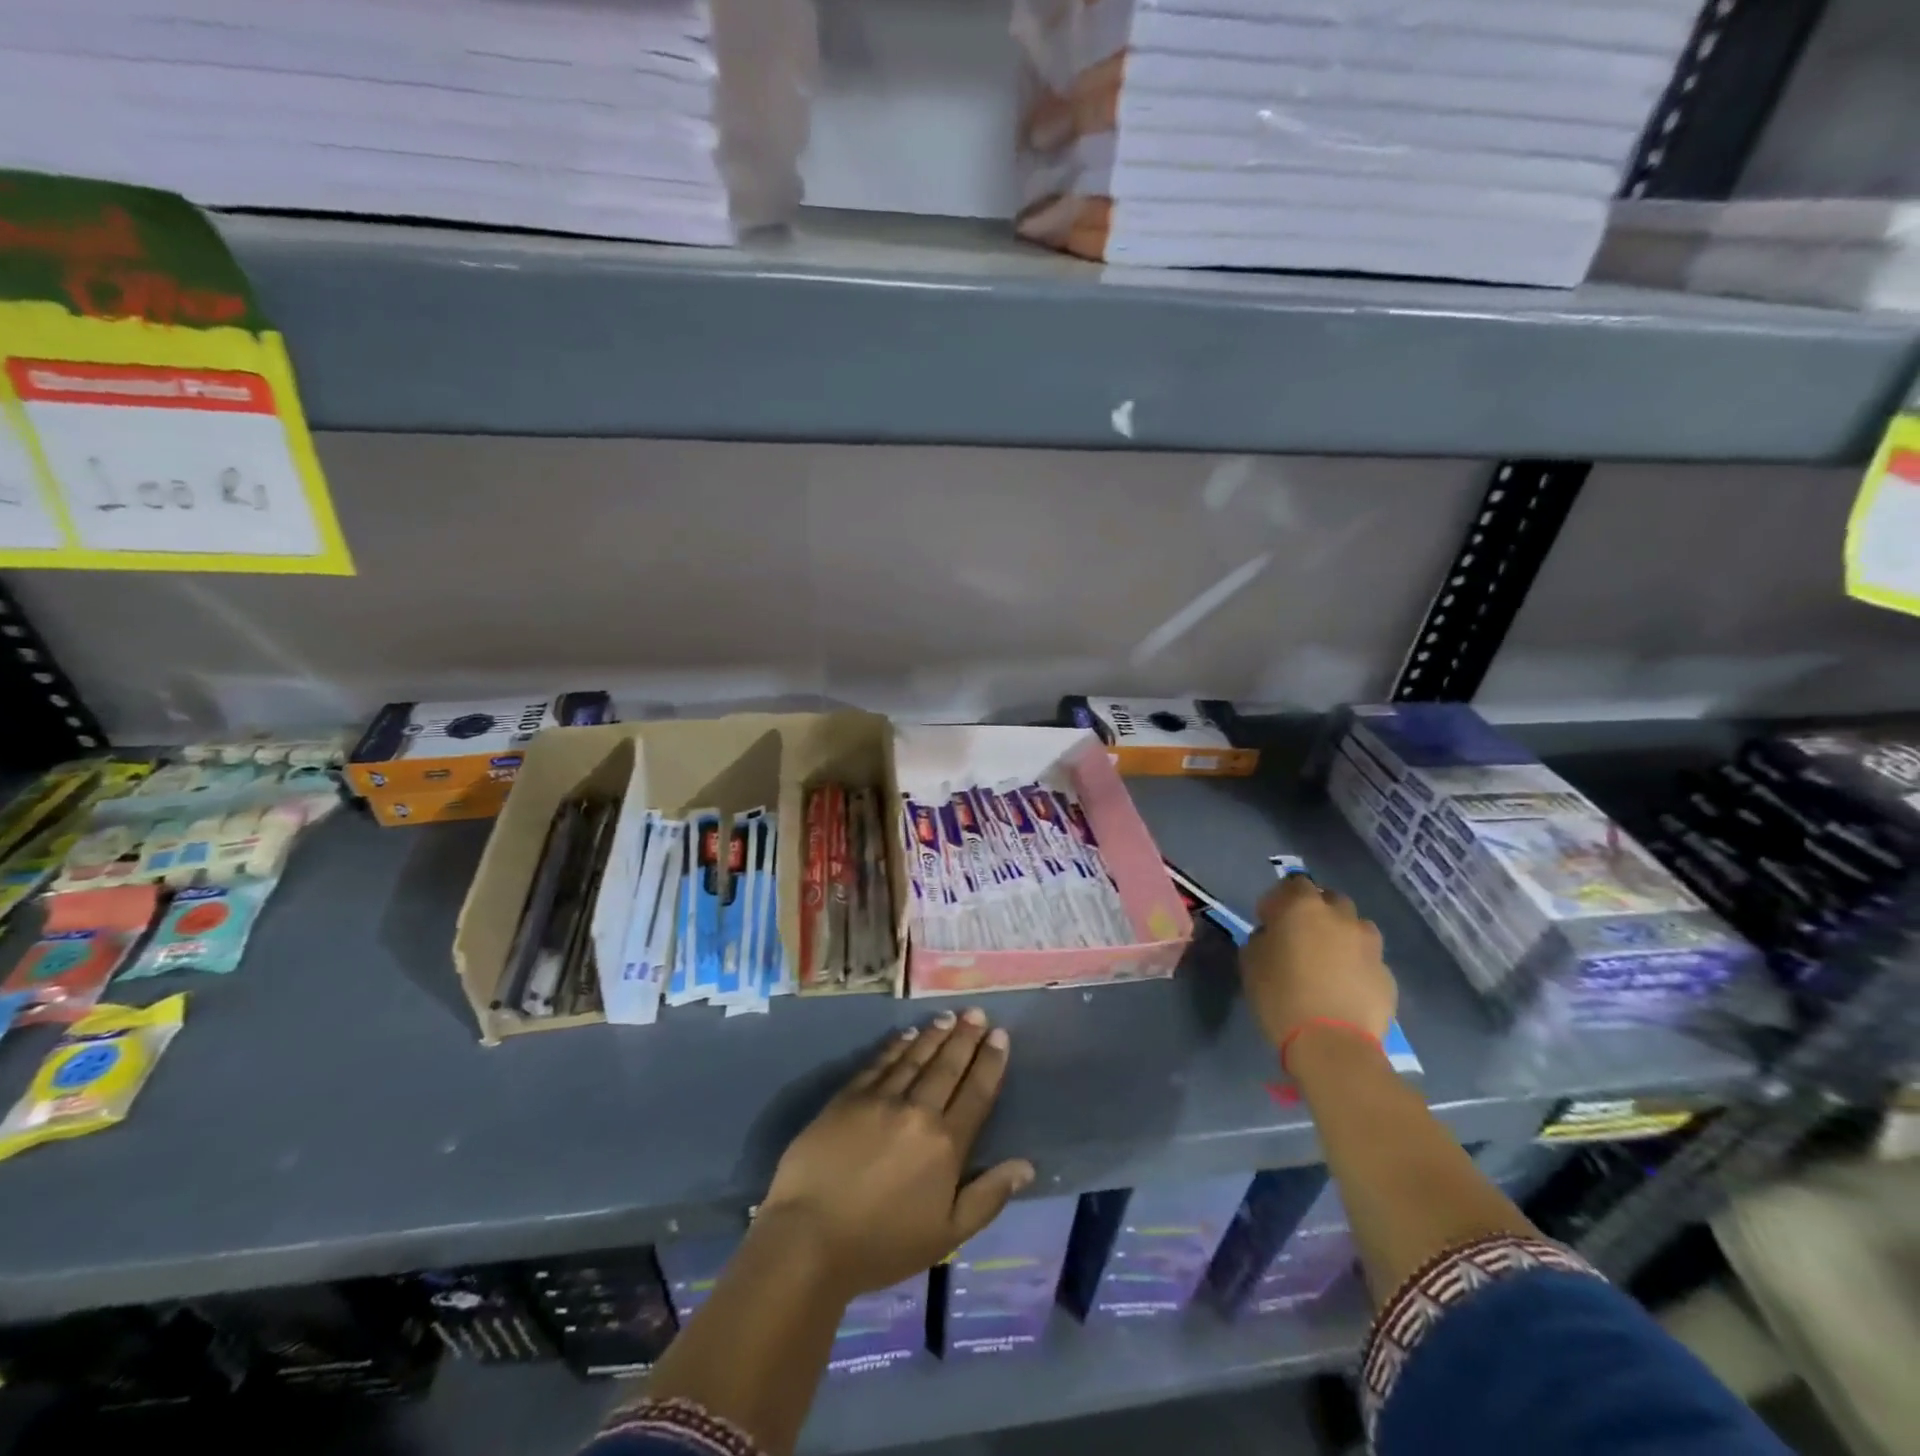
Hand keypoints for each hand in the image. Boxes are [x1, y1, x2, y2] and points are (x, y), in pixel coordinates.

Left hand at [758, 1008, 1033, 1297]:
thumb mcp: (947, 1235)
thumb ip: (988, 1196)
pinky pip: (879, 1063)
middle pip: (947, 1066)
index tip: (1000, 1035)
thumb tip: (1026, 1165)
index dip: (990, 1062)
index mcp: (946, 1144)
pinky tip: (907, 1034)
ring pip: (915, 1057)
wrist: (810, 1238)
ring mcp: (881, 1100)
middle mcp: (918, 1111)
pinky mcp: (848, 1097)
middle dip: (965, 1037)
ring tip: (949, 1016)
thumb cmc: (882, 1245)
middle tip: (976, 1013)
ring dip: (934, 1035)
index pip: (977, 1092)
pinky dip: (896, 1046)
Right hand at [1240, 874, 1396, 1054]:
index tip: (1269, 920)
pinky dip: (1355, 964)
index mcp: (1303, 907)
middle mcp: (1341, 917)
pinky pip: (1367, 958)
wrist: (1334, 1045)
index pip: (1293, 883)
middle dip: (1315, 912)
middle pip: (1329, 899)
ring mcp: (1369, 944)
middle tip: (1300, 937)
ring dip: (1340, 935)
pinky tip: (1344, 986)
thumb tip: (1272, 935)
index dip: (1279, 899)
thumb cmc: (1281, 997)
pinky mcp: (1386, 973)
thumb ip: (1261, 938)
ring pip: (1354, 927)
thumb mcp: (1251, 962)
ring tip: (1327, 961)